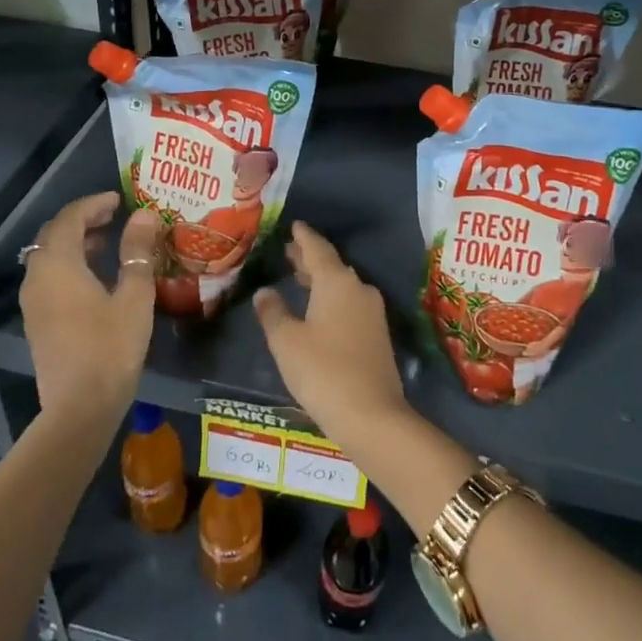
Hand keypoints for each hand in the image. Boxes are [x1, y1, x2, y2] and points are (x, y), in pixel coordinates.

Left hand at [19, 193, 161, 424]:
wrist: (79, 409)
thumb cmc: (111, 347)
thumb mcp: (134, 295)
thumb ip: (137, 252)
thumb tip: (144, 215)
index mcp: (58, 265)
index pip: (69, 218)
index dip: (93, 204)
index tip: (119, 200)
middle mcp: (38, 278)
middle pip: (54, 235)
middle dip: (82, 221)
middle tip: (113, 216)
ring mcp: (34, 303)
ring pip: (49, 258)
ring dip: (75, 244)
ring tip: (108, 244)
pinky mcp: (37, 323)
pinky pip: (49, 279)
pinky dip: (70, 266)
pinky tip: (96, 278)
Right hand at [253, 221, 407, 447]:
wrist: (372, 414)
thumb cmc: (322, 371)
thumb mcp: (287, 342)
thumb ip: (273, 313)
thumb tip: (265, 292)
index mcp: (336, 282)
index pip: (317, 249)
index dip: (303, 237)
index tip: (295, 225)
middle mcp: (358, 289)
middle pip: (331, 266)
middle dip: (309, 258)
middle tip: (289, 250)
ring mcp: (371, 312)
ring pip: (342, 285)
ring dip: (321, 279)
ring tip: (299, 276)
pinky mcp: (377, 334)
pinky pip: (350, 303)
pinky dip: (331, 298)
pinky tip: (318, 309)